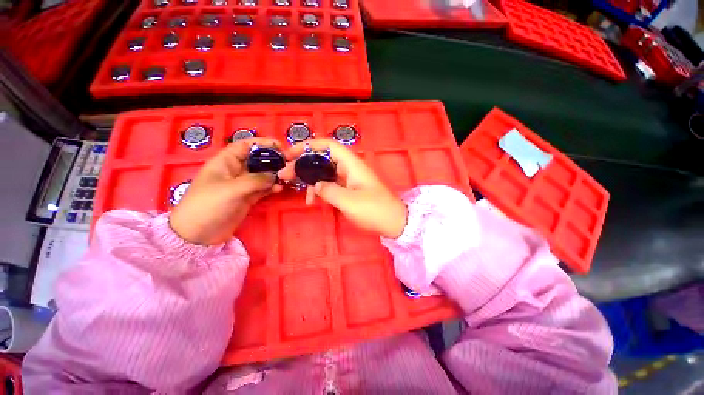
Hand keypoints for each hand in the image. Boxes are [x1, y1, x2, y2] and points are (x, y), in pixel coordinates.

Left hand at [170, 138, 282, 244]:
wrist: (198, 234)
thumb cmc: (208, 205)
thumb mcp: (231, 189)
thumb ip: (255, 180)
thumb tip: (275, 176)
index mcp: (226, 162)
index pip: (245, 146)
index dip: (262, 143)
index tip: (280, 146)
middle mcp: (235, 171)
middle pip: (257, 160)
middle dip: (272, 160)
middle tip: (288, 163)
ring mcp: (242, 185)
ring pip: (262, 175)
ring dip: (274, 175)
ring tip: (287, 177)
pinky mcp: (247, 198)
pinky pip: (263, 189)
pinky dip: (271, 188)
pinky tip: (279, 189)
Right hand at [279, 139, 407, 238]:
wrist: (393, 222)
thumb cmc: (374, 210)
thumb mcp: (349, 201)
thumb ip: (329, 191)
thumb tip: (315, 185)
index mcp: (352, 165)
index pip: (328, 146)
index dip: (309, 146)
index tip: (291, 154)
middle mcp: (350, 168)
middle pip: (323, 159)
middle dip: (304, 165)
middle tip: (285, 175)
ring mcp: (349, 179)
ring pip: (325, 173)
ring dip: (311, 180)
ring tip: (299, 193)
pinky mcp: (349, 190)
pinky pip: (331, 185)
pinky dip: (320, 190)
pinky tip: (313, 201)